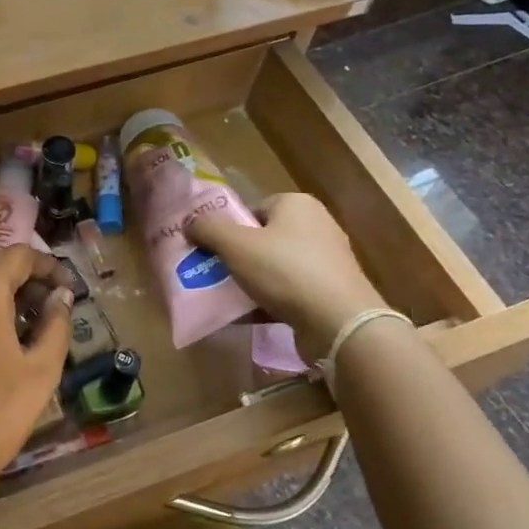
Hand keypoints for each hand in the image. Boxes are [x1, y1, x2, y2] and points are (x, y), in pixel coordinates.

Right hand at [187, 193, 389, 359]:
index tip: (211, 250)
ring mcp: (327, 261)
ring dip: (250, 281)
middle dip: (237, 257)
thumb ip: (208, 229)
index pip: (253, 209)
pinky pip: (289, 291)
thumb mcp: (235, 245)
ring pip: (274, 267)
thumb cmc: (285, 271)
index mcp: (297, 205)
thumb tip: (190, 223)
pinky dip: (268, 301)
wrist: (339, 323)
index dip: (229, 228)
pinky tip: (246, 316)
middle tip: (213, 273)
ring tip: (226, 297)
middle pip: (263, 238)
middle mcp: (317, 226)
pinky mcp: (331, 292)